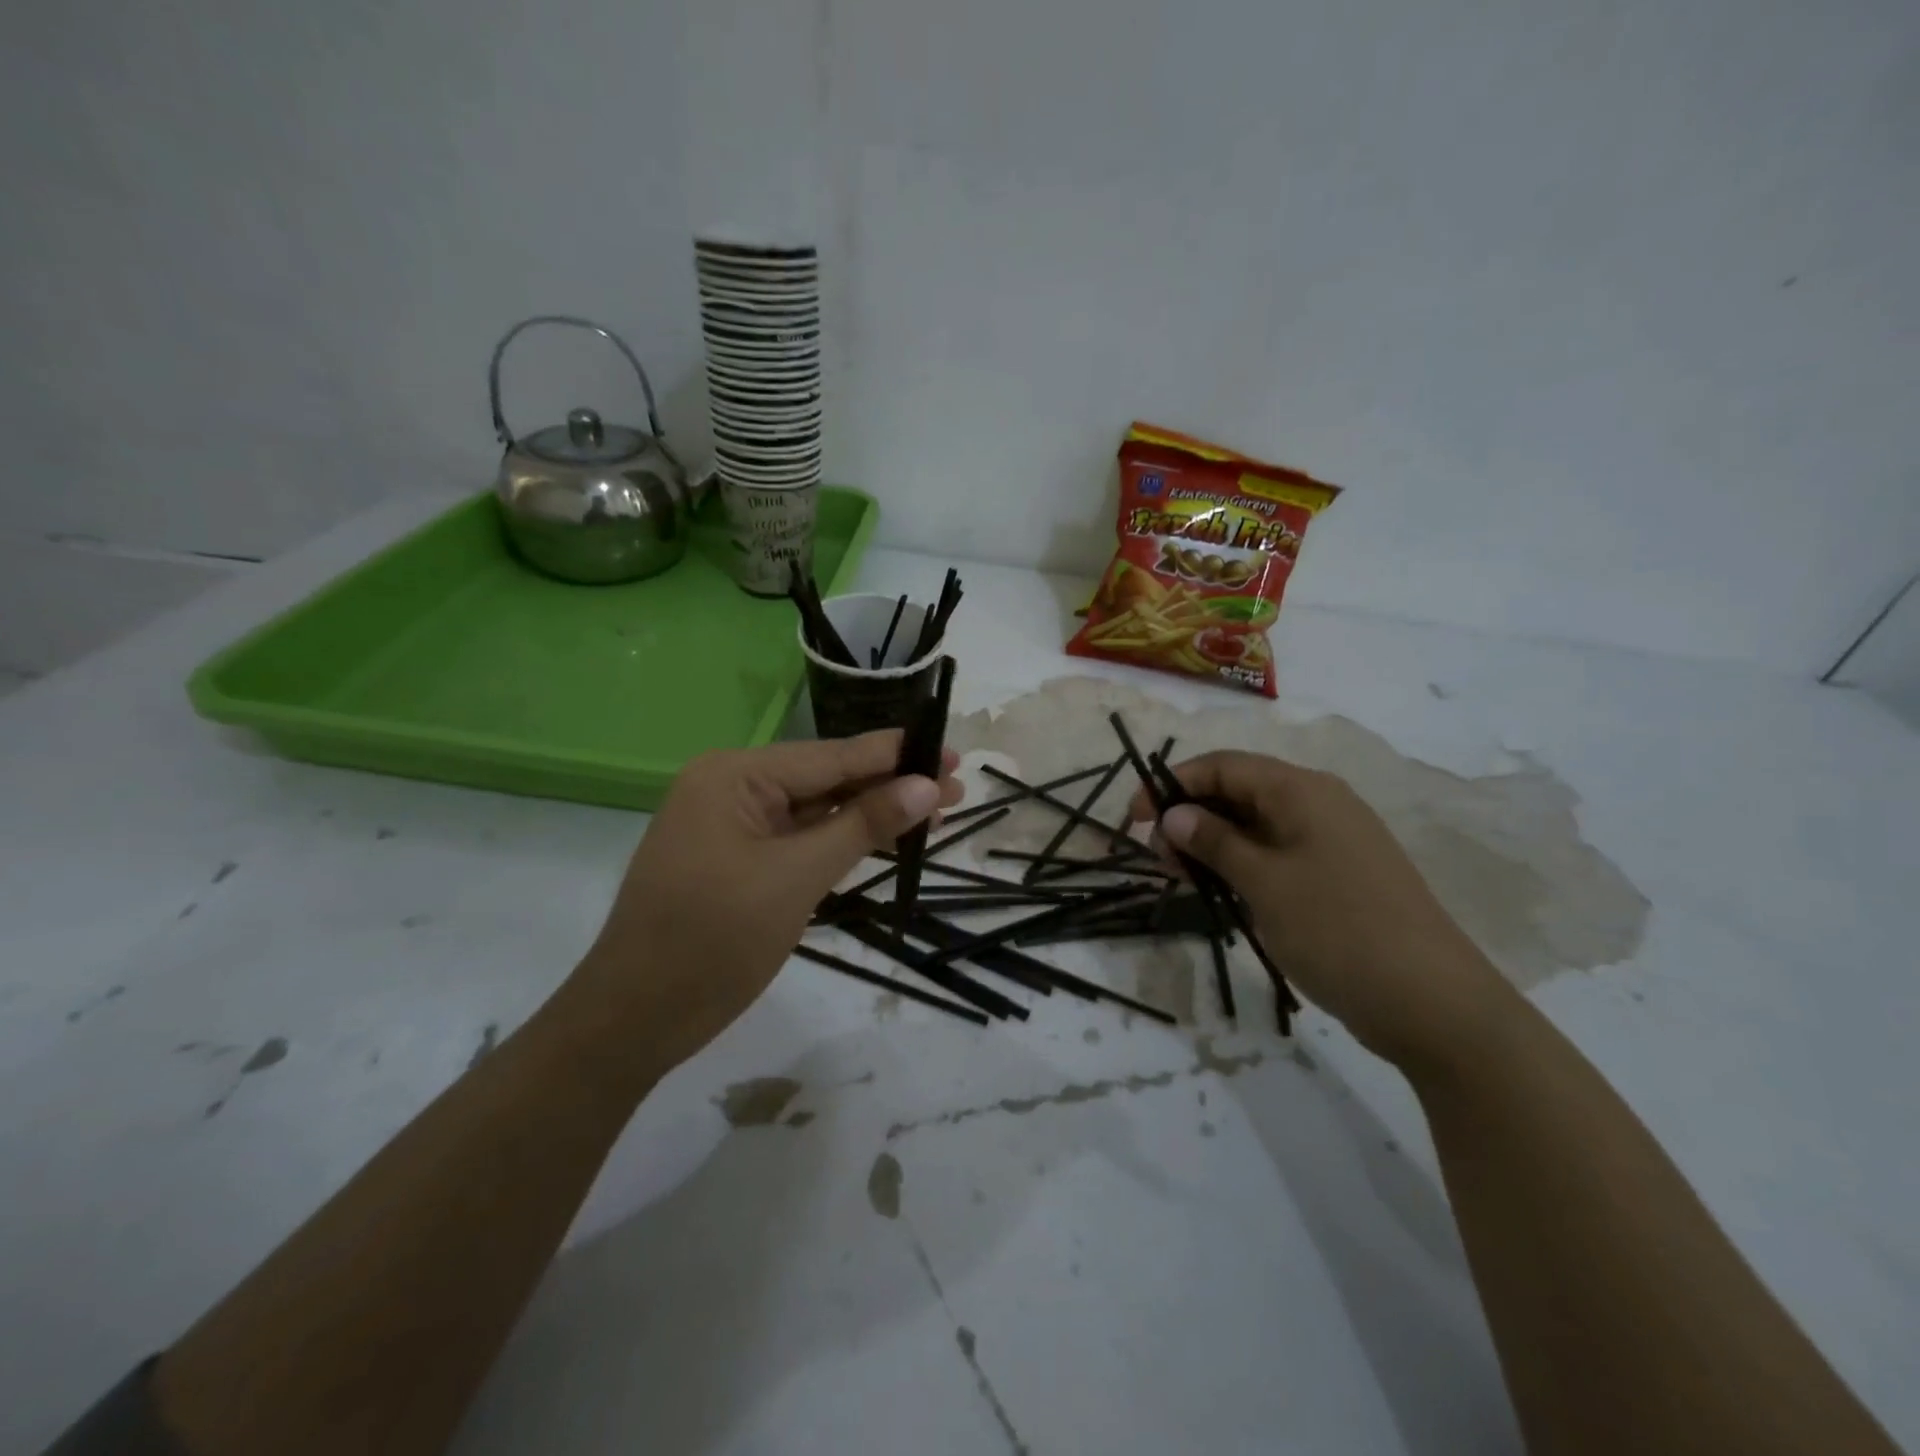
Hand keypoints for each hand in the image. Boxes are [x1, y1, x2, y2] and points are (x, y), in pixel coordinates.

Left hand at [577, 732, 962, 1068]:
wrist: (633, 1021)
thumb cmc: (712, 941)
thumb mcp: (797, 878)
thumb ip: (862, 826)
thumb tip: (926, 785)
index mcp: (734, 775)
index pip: (831, 756)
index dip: (895, 756)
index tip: (951, 754)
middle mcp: (731, 788)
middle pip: (826, 779)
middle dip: (889, 785)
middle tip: (956, 785)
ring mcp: (733, 826)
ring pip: (816, 811)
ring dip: (870, 814)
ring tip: (935, 810)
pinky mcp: (738, 861)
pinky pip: (799, 839)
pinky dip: (841, 840)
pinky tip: (883, 837)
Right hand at [1129, 751, 1515, 1072]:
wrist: (1434, 1003)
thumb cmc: (1339, 930)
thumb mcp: (1264, 882)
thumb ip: (1214, 842)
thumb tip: (1173, 814)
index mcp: (1301, 790)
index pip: (1222, 765)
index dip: (1171, 784)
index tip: (1135, 820)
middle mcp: (1317, 803)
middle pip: (1237, 791)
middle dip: (1190, 816)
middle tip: (1159, 859)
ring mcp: (1330, 840)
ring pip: (1253, 825)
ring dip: (1211, 843)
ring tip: (1182, 878)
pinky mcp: (1336, 874)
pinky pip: (1275, 853)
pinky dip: (1240, 864)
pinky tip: (1219, 891)